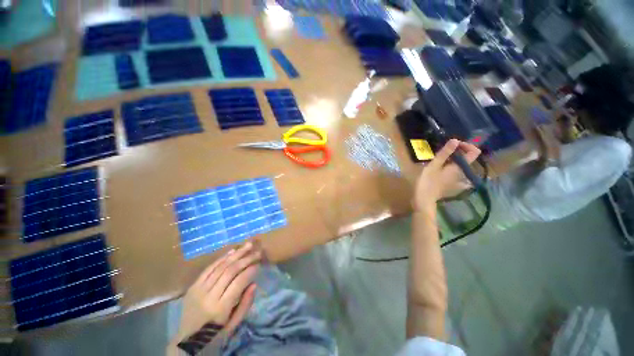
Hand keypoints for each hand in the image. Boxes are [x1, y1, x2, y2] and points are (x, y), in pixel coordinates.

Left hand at [175, 242, 261, 342]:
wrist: (187, 342)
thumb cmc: (214, 335)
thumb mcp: (233, 325)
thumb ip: (245, 304)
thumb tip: (254, 283)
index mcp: (220, 309)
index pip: (238, 283)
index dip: (250, 271)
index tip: (259, 264)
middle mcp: (208, 296)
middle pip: (230, 271)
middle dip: (246, 259)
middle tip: (257, 251)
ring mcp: (199, 290)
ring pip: (220, 267)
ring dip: (236, 254)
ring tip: (248, 245)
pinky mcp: (193, 286)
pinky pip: (208, 269)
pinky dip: (221, 258)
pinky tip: (232, 251)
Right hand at [413, 139, 480, 210]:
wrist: (424, 199)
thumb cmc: (428, 181)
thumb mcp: (434, 165)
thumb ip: (445, 153)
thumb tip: (455, 140)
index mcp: (460, 167)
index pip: (474, 152)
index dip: (466, 145)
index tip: (453, 144)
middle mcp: (463, 173)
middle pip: (467, 158)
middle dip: (458, 152)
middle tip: (443, 151)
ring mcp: (458, 180)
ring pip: (461, 166)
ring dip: (453, 159)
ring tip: (441, 159)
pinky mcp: (452, 184)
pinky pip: (456, 173)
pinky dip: (452, 168)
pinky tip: (443, 169)